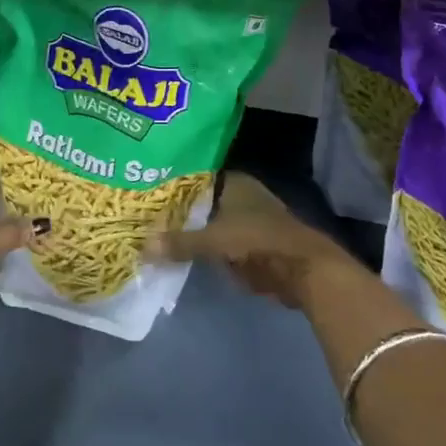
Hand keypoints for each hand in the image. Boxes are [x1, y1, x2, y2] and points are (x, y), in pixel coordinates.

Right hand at [149, 172, 362, 311]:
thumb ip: (180, 243)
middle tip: (142, 215)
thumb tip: (142, 247)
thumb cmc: (259, 240)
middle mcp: (239, 195)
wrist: (303, 270)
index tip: (144, 190)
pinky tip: (176, 252)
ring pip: (207, 223)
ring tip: (152, 233)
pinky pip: (216, 243)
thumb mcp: (214, 240)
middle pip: (199, 201)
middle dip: (176, 210)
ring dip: (188, 230)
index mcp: (233, 181)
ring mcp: (245, 220)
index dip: (170, 183)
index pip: (193, 176)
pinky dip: (201, 248)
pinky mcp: (249, 245)